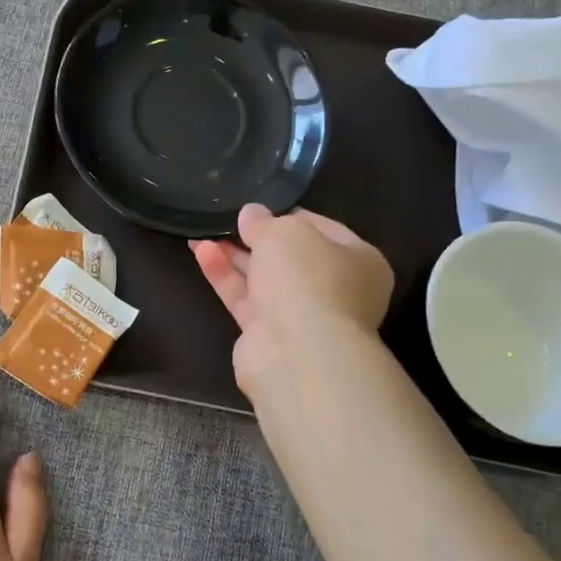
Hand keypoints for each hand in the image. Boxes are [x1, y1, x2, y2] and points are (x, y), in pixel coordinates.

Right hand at [191, 204, 395, 401]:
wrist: (298, 352)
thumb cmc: (307, 279)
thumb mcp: (284, 232)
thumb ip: (264, 221)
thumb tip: (251, 214)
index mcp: (359, 261)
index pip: (323, 229)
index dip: (289, 215)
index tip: (260, 208)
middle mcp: (335, 289)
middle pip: (291, 257)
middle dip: (256, 239)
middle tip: (227, 221)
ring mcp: (302, 315)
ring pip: (264, 278)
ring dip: (234, 256)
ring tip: (201, 234)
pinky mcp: (269, 334)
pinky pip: (245, 298)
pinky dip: (224, 276)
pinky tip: (201, 252)